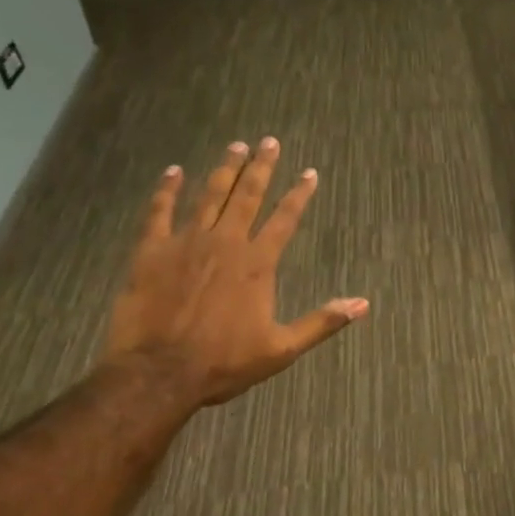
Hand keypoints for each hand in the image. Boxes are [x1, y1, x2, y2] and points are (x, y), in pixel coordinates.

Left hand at [104, 137, 368, 407]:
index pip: (285, 218)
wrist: (157, 374)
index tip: (309, 173)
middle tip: (269, 142)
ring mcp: (186, 243)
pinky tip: (173, 172)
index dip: (299, 194)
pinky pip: (159, 212)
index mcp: (257, 263)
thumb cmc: (223, 362)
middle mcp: (226, 242)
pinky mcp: (151, 252)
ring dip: (224, 169)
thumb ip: (322, 322)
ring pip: (209, 196)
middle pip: (247, 196)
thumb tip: (363, 304)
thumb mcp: (282, 348)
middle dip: (261, 167)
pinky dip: (167, 190)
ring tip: (235, 146)